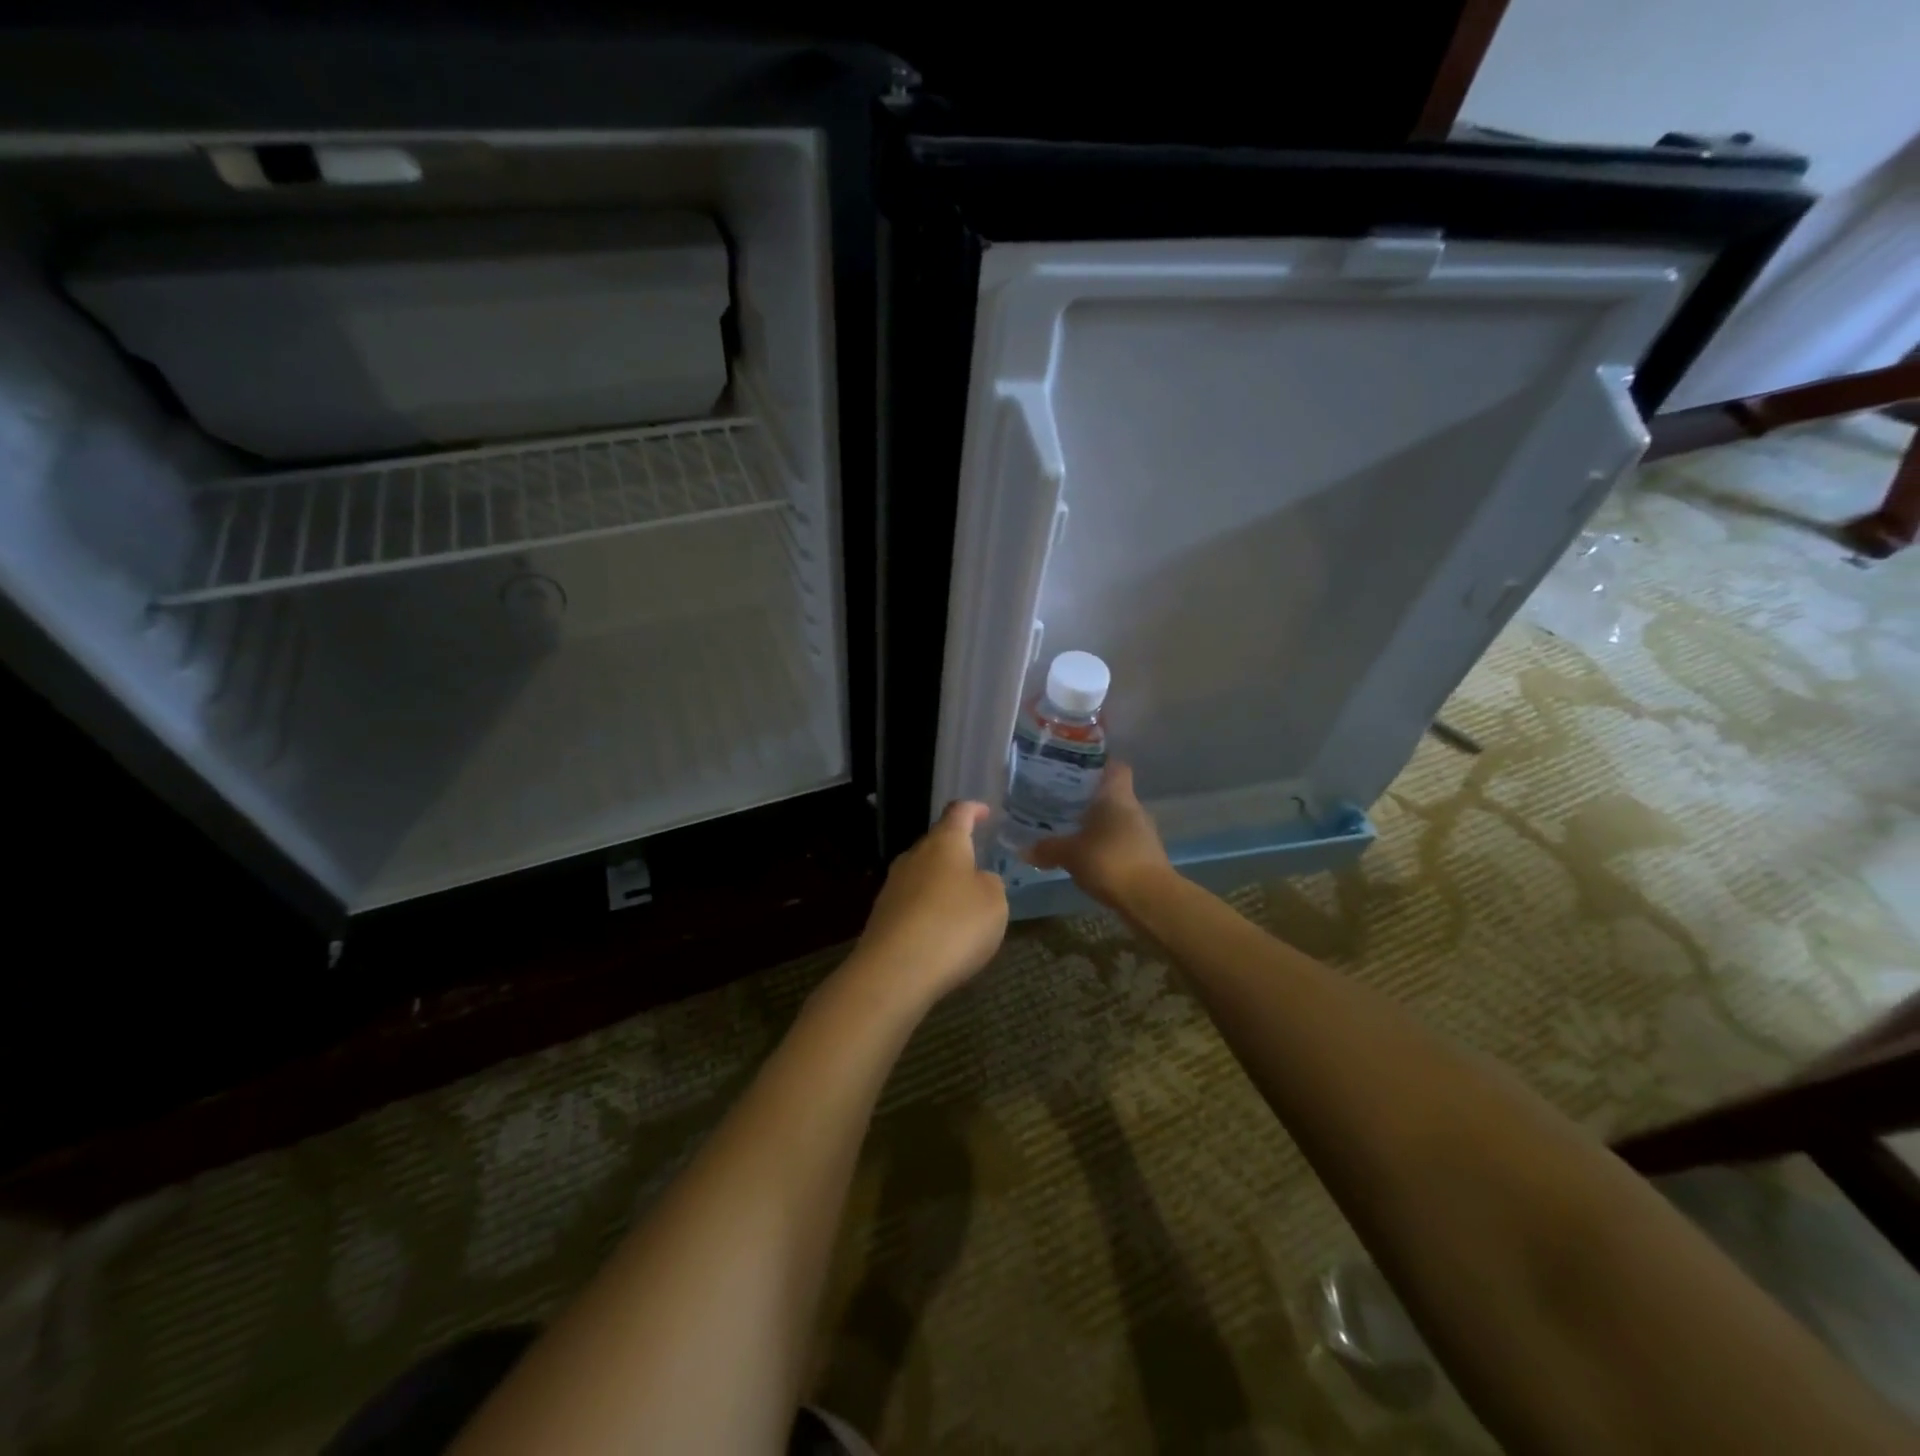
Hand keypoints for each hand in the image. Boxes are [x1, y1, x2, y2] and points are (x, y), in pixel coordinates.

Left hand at [847, 801, 1008, 1003]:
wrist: (895, 971)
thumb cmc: (954, 925)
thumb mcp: (995, 902)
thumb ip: (991, 883)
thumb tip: (978, 880)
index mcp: (944, 843)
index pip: (958, 813)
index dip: (973, 810)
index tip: (985, 812)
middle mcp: (914, 856)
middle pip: (936, 844)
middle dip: (957, 852)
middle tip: (978, 866)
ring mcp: (893, 886)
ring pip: (922, 874)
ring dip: (942, 884)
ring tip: (964, 904)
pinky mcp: (882, 916)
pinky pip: (912, 903)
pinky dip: (929, 910)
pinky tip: (941, 932)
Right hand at [1025, 763, 1172, 909]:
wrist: (1150, 898)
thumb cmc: (1109, 860)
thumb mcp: (1070, 854)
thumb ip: (1047, 848)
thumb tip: (1023, 849)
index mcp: (1117, 796)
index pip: (1115, 767)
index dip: (1098, 764)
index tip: (1077, 768)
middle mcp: (1134, 808)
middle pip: (1113, 794)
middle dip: (1090, 798)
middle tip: (1062, 801)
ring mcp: (1143, 833)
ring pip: (1117, 819)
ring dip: (1098, 824)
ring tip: (1070, 830)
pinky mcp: (1146, 856)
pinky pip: (1121, 842)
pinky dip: (1106, 845)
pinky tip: (1087, 856)